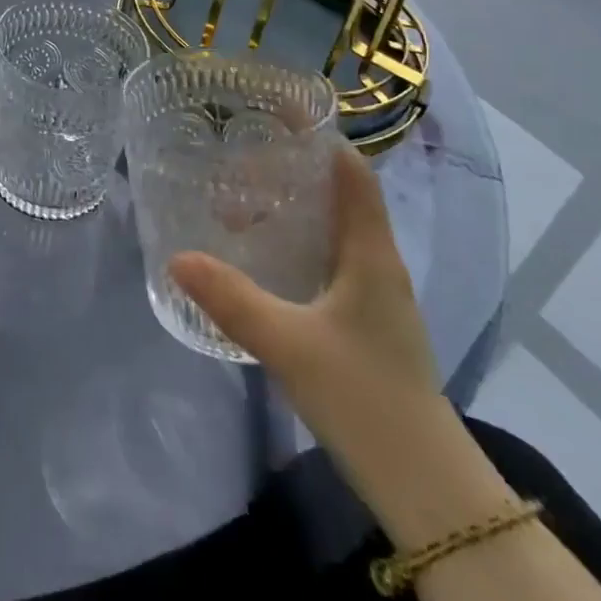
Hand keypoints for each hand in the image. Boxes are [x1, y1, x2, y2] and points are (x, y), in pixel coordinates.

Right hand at [169, 142, 443, 484]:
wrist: (424, 485)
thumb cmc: (364, 397)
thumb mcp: (287, 343)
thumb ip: (231, 299)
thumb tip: (175, 256)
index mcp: (371, 254)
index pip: (352, 175)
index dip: (320, 140)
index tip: (274, 116)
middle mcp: (378, 265)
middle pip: (340, 197)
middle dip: (292, 173)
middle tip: (238, 161)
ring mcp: (375, 296)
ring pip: (333, 231)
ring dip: (292, 210)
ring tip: (239, 203)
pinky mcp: (364, 322)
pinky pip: (328, 261)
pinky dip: (295, 244)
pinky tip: (261, 260)